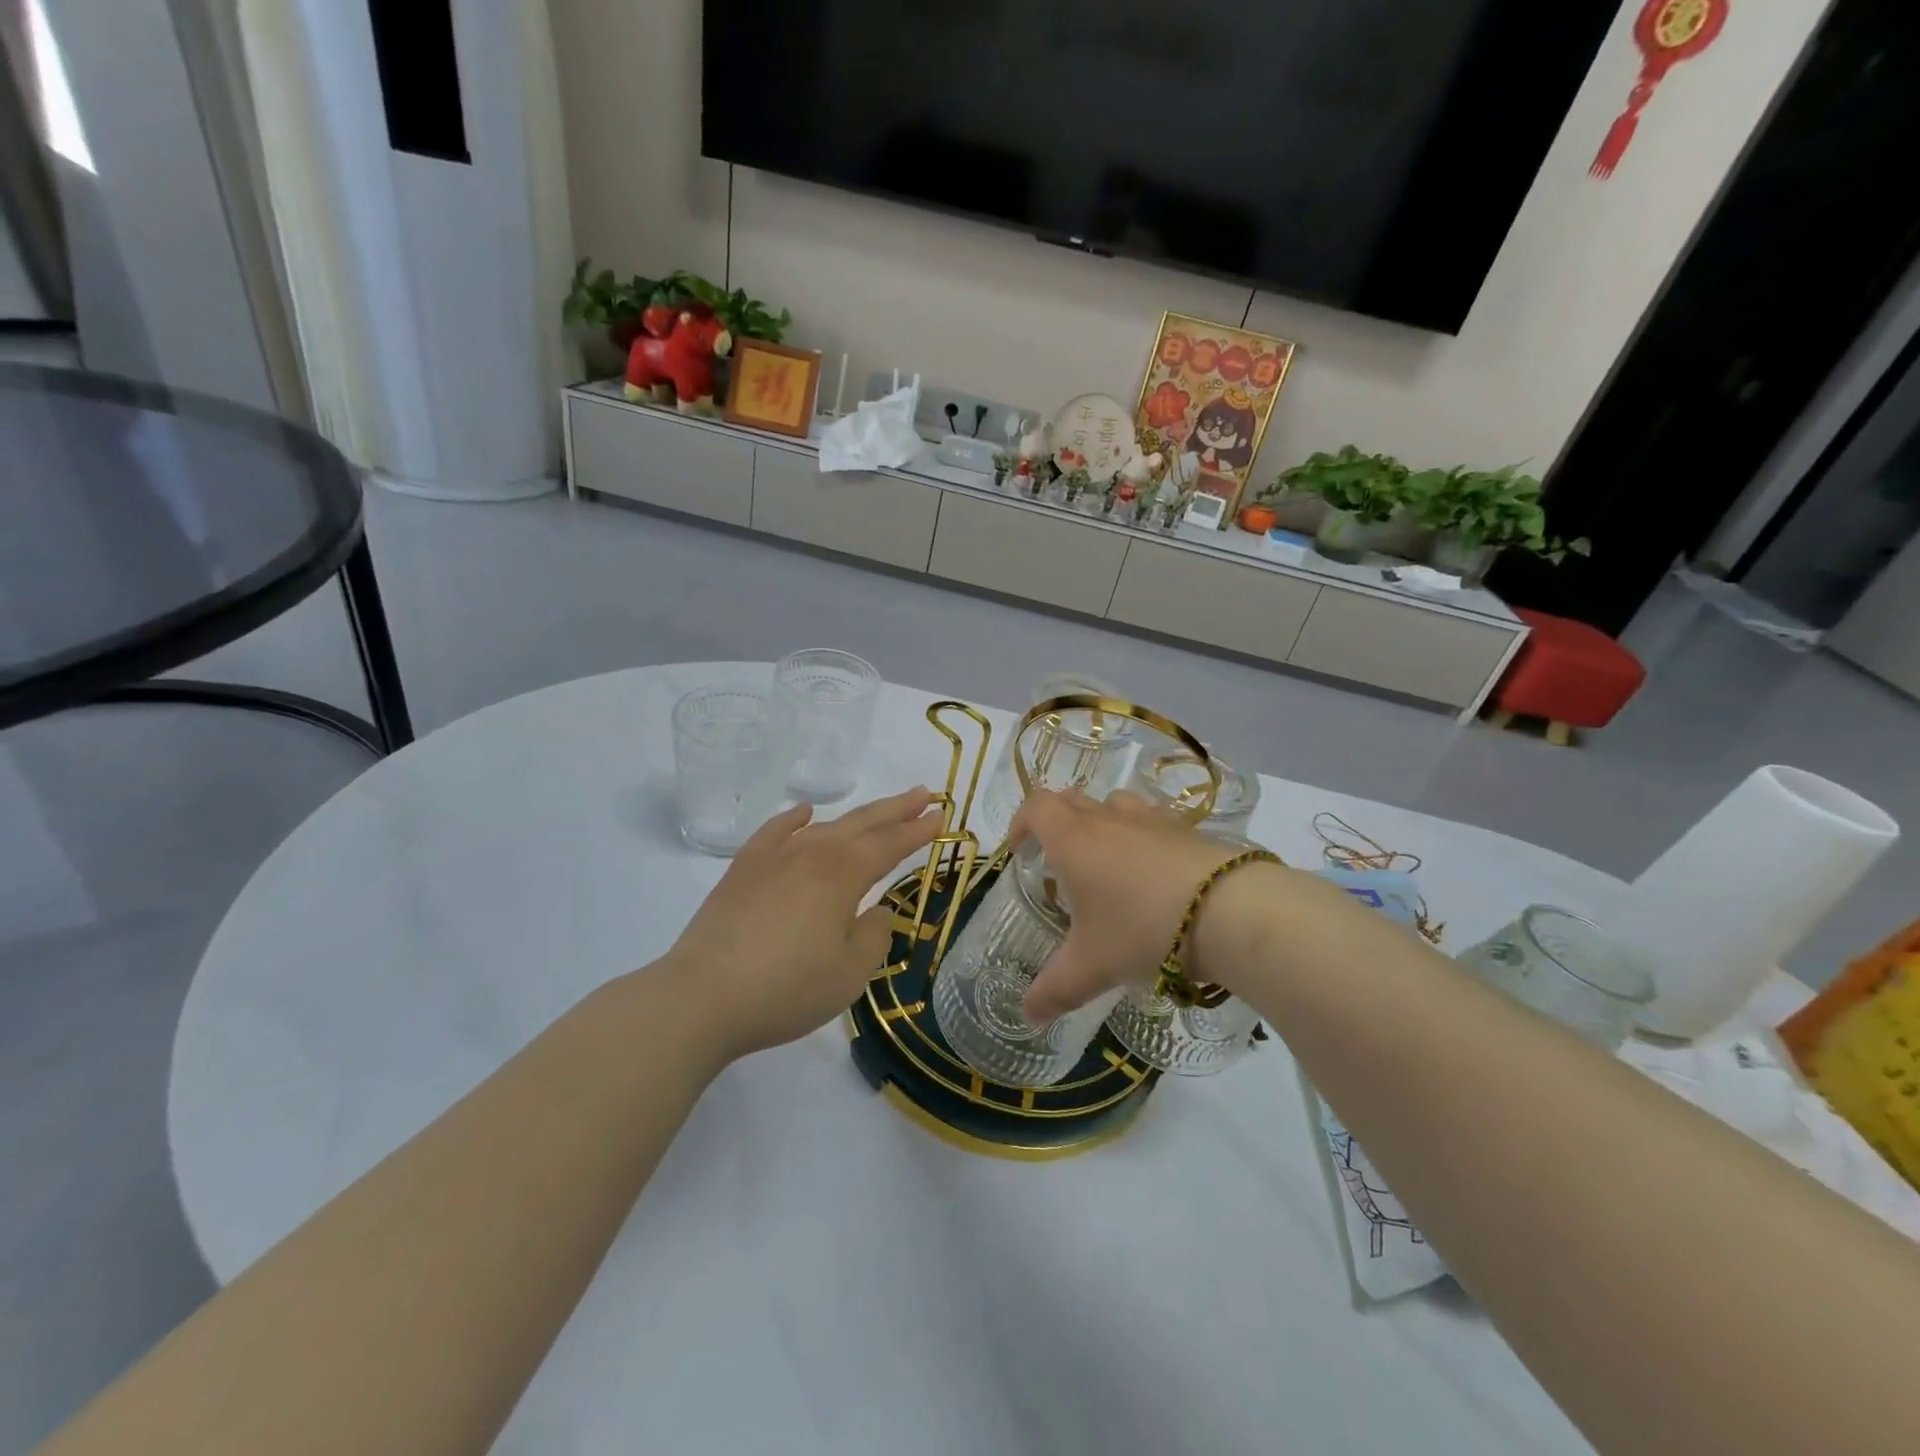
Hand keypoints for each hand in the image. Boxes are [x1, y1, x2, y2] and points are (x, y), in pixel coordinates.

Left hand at [663, 788, 941, 1064]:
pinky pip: (775, 832)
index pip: (890, 844)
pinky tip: (805, 812)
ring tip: (877, 810)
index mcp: (843, 874)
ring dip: (856, 815)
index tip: (941, 816)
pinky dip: (794, 819)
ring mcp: (773, 857)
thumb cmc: (787, 988)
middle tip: (924, 794)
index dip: (918, 830)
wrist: (703, 996)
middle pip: (862, 823)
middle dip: (896, 809)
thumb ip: (873, 935)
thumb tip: (876, 911)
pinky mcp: (743, 870)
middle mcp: (812, 853)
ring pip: (825, 826)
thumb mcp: (850, 973)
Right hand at [1012, 789, 1255, 1021]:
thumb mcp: (1092, 967)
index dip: (1021, 823)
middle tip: (1057, 862)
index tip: (1019, 850)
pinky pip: (1151, 821)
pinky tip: (1152, 875)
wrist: (1231, 910)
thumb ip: (1055, 990)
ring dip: (1100, 823)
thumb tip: (1028, 1015)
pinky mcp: (1187, 830)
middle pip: (1071, 800)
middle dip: (1056, 823)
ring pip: (1113, 804)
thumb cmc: (1143, 929)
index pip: (1036, 807)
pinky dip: (1140, 837)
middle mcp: (1108, 819)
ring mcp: (1151, 819)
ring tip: (1105, 863)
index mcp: (1074, 839)